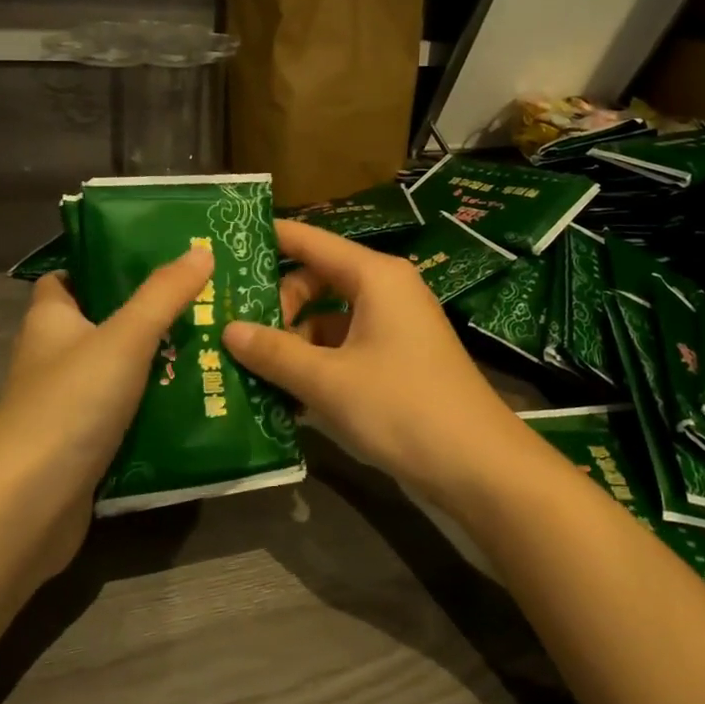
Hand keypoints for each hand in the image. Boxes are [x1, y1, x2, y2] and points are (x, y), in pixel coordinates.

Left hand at [0, 246, 211, 579]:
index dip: (101, 265)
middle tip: (200, 304)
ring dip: (155, 364)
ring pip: (115, 372)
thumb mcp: (125, 337)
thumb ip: (163, 295)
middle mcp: (52, 359)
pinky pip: (122, 414)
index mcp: (50, 322)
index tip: (152, 260)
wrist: (29, 505)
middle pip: (101, 324)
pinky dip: (151, 408)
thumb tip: (201, 250)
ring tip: (210, 348)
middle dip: (146, 315)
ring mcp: (64, 405)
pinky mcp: (80, 445)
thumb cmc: (71, 404)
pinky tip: (193, 402)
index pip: (67, 279)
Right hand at [222, 220, 521, 508]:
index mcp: (375, 277)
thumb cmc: (401, 408)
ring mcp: (395, 326)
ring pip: (330, 317)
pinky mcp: (399, 358)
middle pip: (318, 279)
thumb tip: (228, 329)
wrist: (477, 466)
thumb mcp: (328, 381)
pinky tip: (287, 393)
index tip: (227, 241)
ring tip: (251, 367)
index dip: (271, 237)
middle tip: (238, 333)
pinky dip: (318, 362)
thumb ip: (275, 352)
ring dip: (294, 340)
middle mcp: (387, 290)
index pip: (312, 241)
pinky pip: (346, 345)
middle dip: (279, 304)